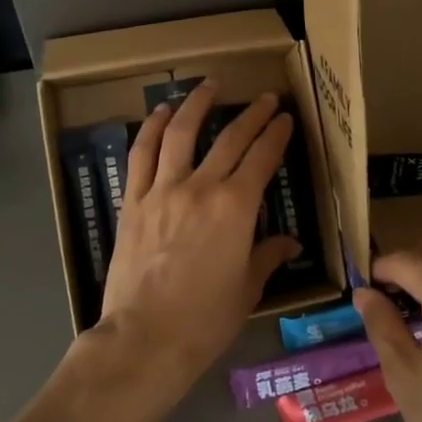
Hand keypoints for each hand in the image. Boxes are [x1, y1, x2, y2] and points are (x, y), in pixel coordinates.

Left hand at [92, 82, 299, 396]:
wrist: (145, 337)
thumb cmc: (205, 320)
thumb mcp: (247, 289)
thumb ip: (267, 256)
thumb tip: (288, 242)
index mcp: (236, 207)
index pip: (262, 158)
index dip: (276, 134)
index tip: (285, 117)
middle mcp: (201, 187)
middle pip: (230, 138)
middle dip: (252, 114)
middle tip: (265, 97)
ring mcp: (162, 190)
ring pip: (180, 133)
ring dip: (197, 104)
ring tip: (210, 84)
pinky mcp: (133, 200)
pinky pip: (141, 155)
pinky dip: (150, 128)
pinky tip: (159, 113)